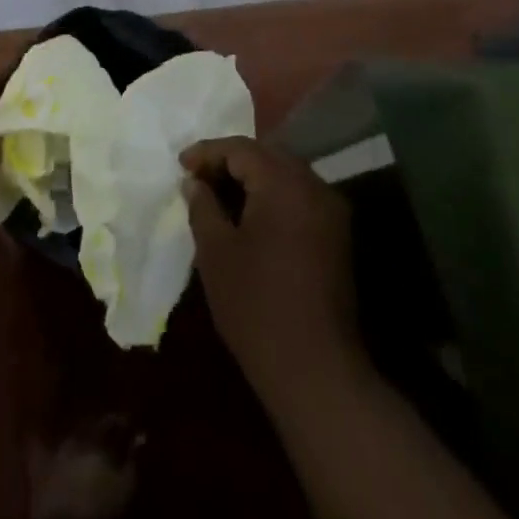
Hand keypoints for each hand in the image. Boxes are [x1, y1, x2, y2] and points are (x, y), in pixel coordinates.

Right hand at [181, 137, 359, 403]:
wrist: (315, 369)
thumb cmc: (256, 305)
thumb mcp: (216, 252)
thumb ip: (203, 206)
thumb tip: (195, 182)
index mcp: (284, 184)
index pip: (242, 149)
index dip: (207, 153)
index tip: (181, 166)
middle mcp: (314, 187)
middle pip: (268, 157)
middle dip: (230, 162)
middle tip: (198, 177)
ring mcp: (331, 212)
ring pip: (286, 176)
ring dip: (252, 178)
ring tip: (218, 194)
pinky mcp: (337, 236)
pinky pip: (300, 198)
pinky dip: (272, 197)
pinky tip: (249, 215)